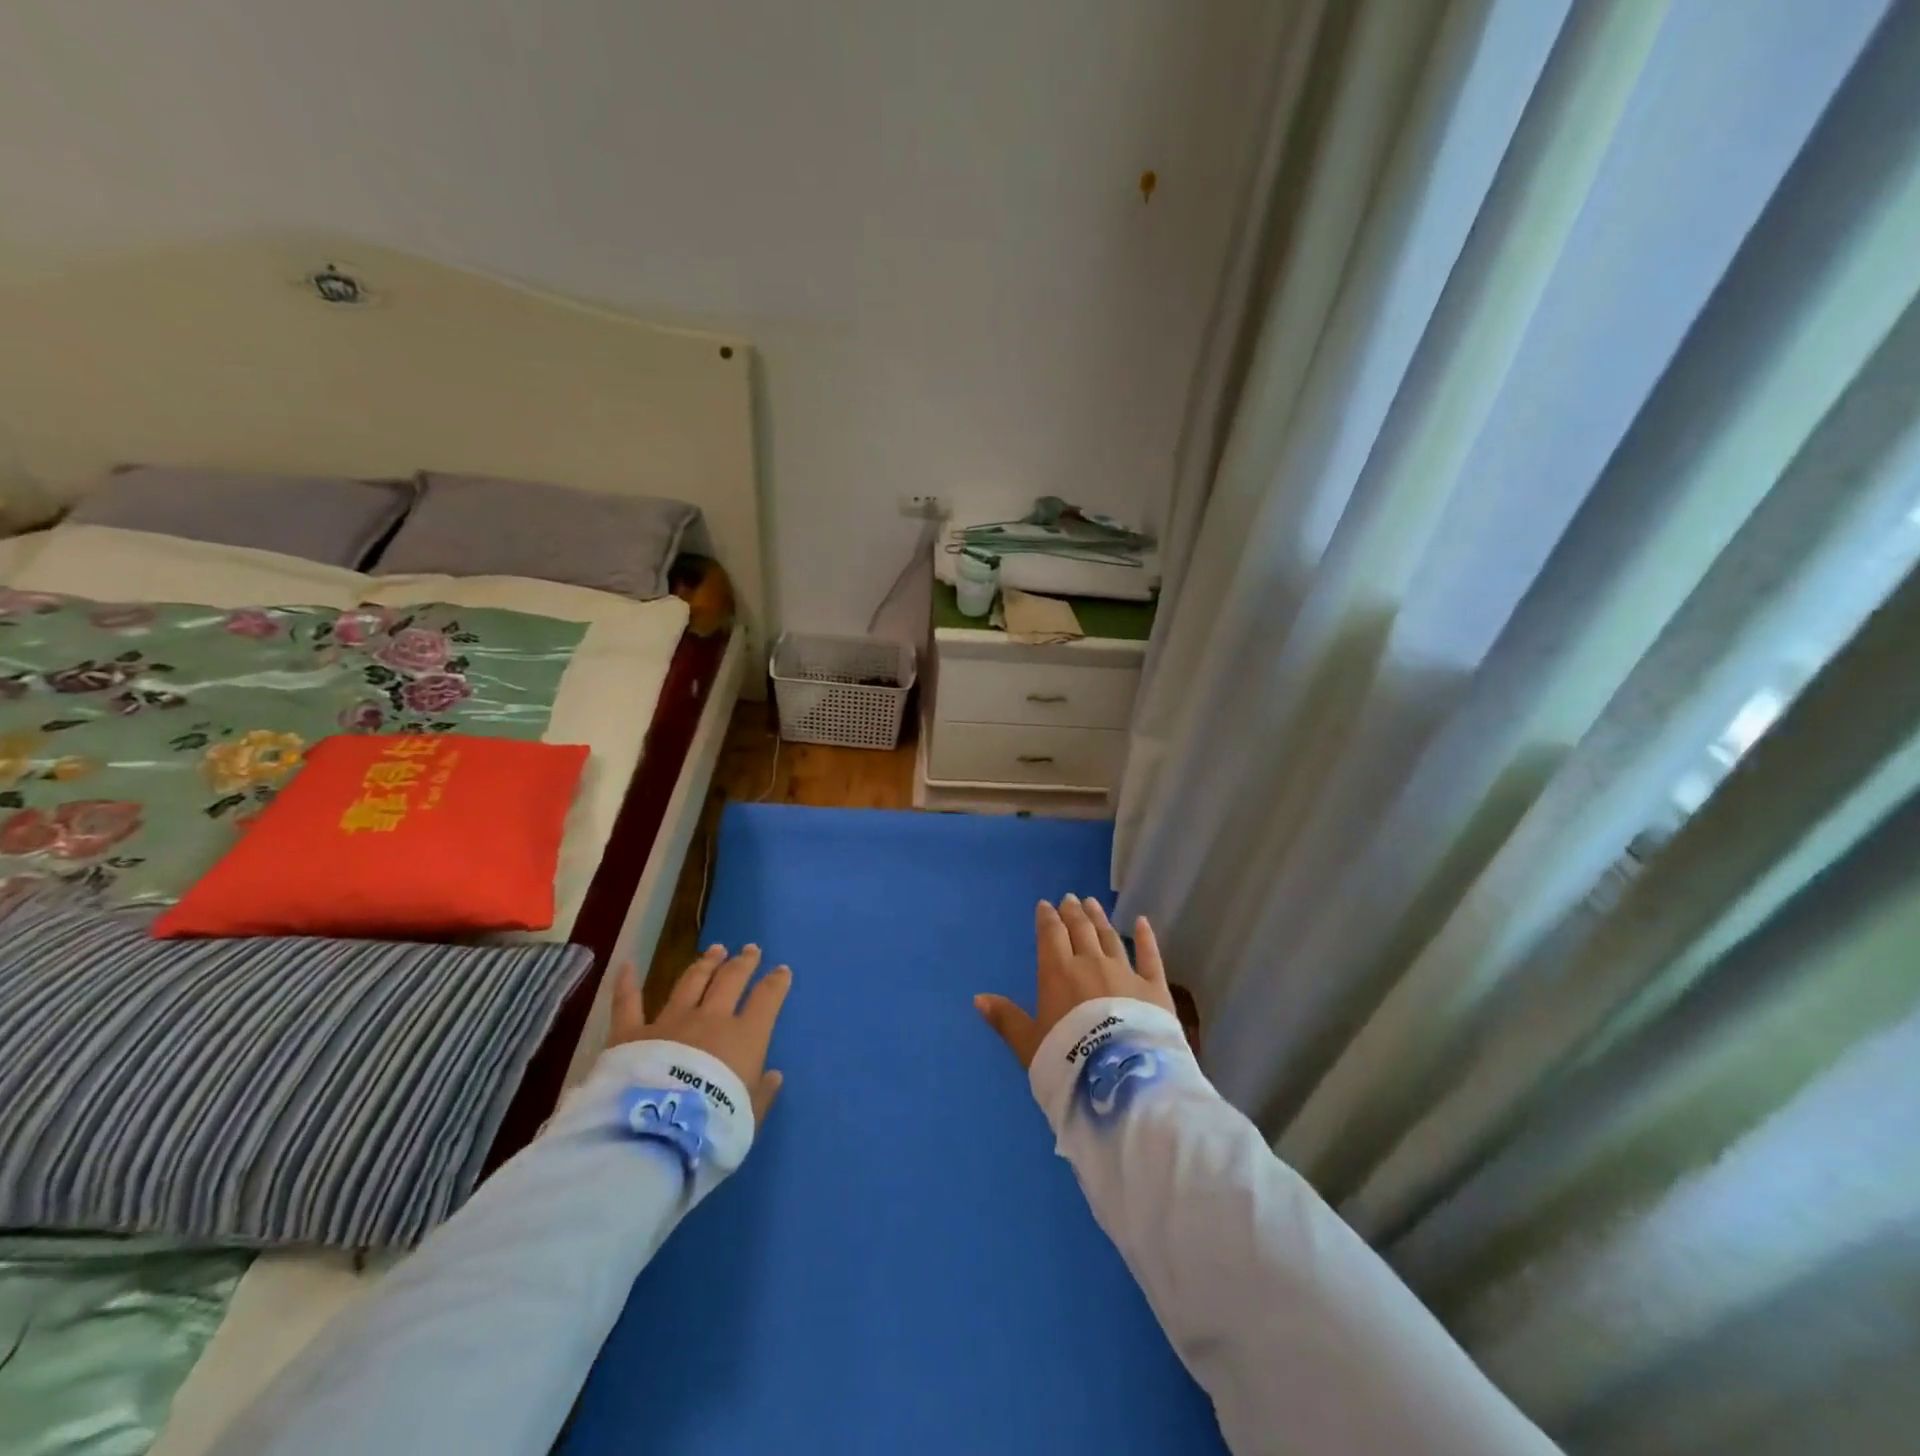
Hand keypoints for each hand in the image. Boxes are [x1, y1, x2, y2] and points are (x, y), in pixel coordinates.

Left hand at [609, 945, 790, 1120]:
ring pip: (691, 982)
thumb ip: (762, 1094)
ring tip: (715, 950)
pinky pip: (628, 1003)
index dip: (776, 983)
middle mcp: (710, 1019)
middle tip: (750, 949)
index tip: (782, 970)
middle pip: (730, 980)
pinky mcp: (631, 1033)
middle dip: (743, 963)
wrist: (657, 1133)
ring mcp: (670, 1021)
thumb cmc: (713, 1127)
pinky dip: (627, 984)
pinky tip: (627, 966)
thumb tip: (774, 1075)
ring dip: (705, 964)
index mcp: (744, 1037)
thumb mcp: (749, 1117)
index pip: (766, 999)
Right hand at [975, 895, 1174, 1067]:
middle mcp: (1091, 963)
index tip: (1046, 905)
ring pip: (1110, 937)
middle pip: (1081, 930)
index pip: (1051, 935)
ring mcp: (1125, 973)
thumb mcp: (1029, 1045)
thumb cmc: (1069, 1061)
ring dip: (1100, 919)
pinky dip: (1146, 937)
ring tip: (1093, 903)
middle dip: (1073, 913)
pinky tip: (1142, 921)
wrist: (1122, 1079)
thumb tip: (978, 998)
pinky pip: (1150, 956)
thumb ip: (1006, 1019)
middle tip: (1070, 899)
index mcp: (1058, 973)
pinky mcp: (1155, 988)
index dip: (1047, 918)